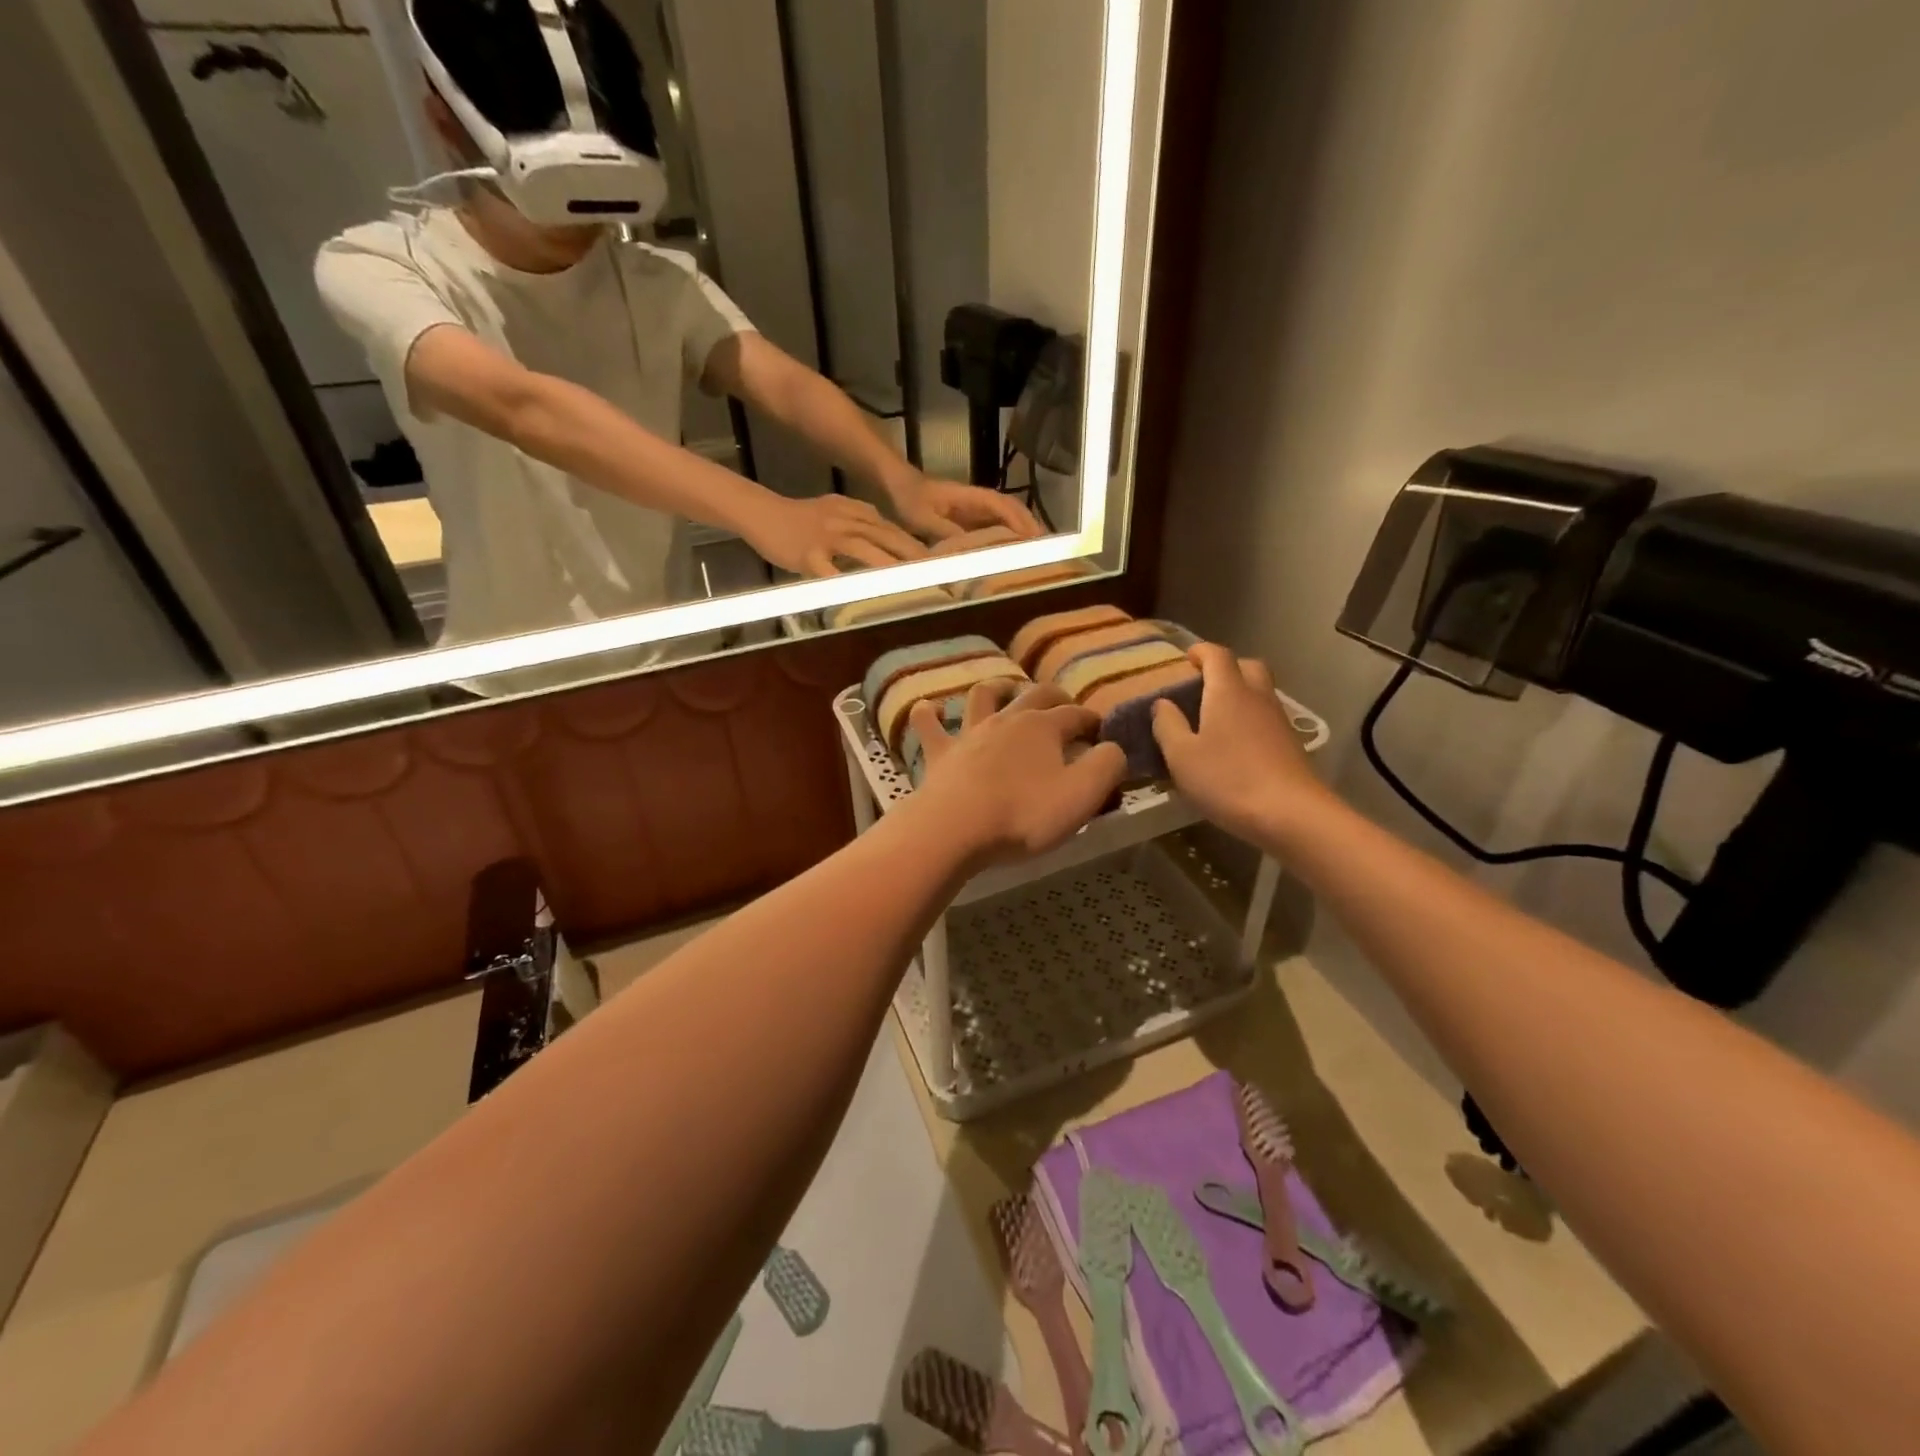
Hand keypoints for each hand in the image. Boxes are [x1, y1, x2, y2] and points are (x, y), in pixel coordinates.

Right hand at [744, 494, 927, 576]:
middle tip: (937, 572)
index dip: (915, 545)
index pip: (893, 528)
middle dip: (913, 555)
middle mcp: (846, 521)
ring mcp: (827, 536)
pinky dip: (845, 583)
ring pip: (863, 549)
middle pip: (885, 536)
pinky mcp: (808, 554)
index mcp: (856, 512)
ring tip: (909, 581)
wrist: (761, 512)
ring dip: (888, 565)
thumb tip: (890, 541)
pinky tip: (861, 596)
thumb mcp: (836, 512)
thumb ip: (863, 525)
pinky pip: (829, 571)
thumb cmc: (800, 518)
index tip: (938, 561)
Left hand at [889, 473, 1044, 541]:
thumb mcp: (922, 517)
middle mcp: (977, 502)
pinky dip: (1004, 540)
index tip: (1035, 541)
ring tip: (1036, 555)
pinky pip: (991, 529)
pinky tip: (1009, 556)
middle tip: (1047, 550)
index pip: (1004, 508)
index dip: (1020, 524)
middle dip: (1030, 528)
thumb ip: (946, 532)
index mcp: (971, 498)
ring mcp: (973, 511)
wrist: (892, 484)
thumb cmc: (906, 497)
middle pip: (1012, 512)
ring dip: (1020, 534)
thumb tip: (971, 550)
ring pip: (1005, 520)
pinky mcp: (966, 520)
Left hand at [908, 682, 1125, 867]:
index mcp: (1044, 728)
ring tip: (1004, 691)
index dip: (1093, 721)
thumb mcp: (1083, 795)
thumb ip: (1107, 766)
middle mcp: (1007, 720)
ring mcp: (969, 733)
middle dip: (1055, 696)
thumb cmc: (1024, 814)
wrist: (956, 828)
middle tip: (1064, 704)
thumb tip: (1112, 748)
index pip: (1077, 715)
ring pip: (983, 696)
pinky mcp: (939, 753)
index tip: (1102, 733)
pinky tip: (932, 708)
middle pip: (1035, 695)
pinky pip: (929, 724)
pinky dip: (930, 712)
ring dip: (996, 689)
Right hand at [1150, 644, 1326, 843]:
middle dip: (1226, 668)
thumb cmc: (1228, 779)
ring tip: (1214, 716)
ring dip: (1239, 694)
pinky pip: (1266, 717)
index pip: (1217, 655)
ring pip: (1260, 692)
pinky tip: (1235, 744)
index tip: (1186, 658)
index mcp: (1228, 692)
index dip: (1200, 651)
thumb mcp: (1181, 756)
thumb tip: (1162, 703)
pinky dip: (1249, 718)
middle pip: (1247, 666)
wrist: (1291, 814)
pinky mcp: (1291, 744)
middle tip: (1203, 684)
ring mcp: (1279, 720)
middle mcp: (1257, 697)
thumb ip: (1168, 725)